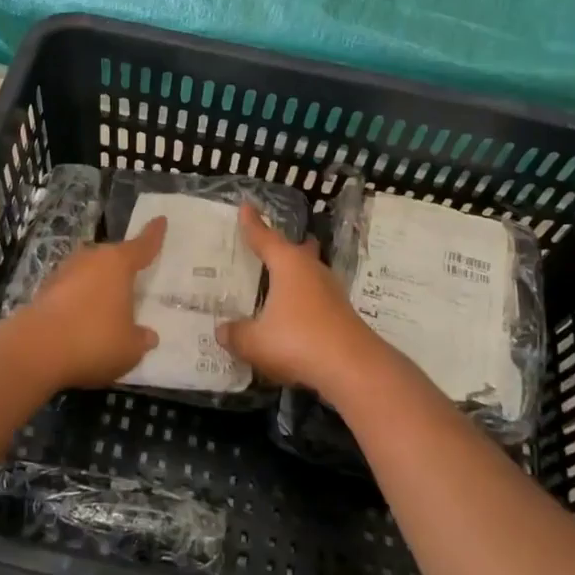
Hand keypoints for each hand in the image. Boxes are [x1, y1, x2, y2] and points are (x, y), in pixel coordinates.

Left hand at [17, 218, 166, 387]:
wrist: (35, 351)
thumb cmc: (94, 340)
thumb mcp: (130, 348)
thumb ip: (140, 339)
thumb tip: (148, 336)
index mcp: (117, 264)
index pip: (142, 246)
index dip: (153, 235)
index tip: (160, 220)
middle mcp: (90, 260)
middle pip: (111, 257)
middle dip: (121, 266)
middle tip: (134, 277)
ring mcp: (62, 274)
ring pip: (88, 273)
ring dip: (97, 285)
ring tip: (107, 304)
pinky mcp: (43, 293)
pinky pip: (70, 292)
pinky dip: (78, 302)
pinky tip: (82, 321)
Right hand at [215, 202, 382, 395]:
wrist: (352, 368)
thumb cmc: (297, 341)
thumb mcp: (254, 341)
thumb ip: (236, 334)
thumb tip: (222, 331)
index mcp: (288, 265)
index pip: (265, 238)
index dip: (253, 224)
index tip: (246, 206)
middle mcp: (311, 271)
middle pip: (297, 250)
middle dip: (284, 246)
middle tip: (271, 242)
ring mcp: (331, 292)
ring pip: (310, 273)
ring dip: (297, 273)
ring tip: (282, 277)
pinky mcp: (341, 314)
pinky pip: (316, 297)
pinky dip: (303, 299)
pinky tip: (295, 313)